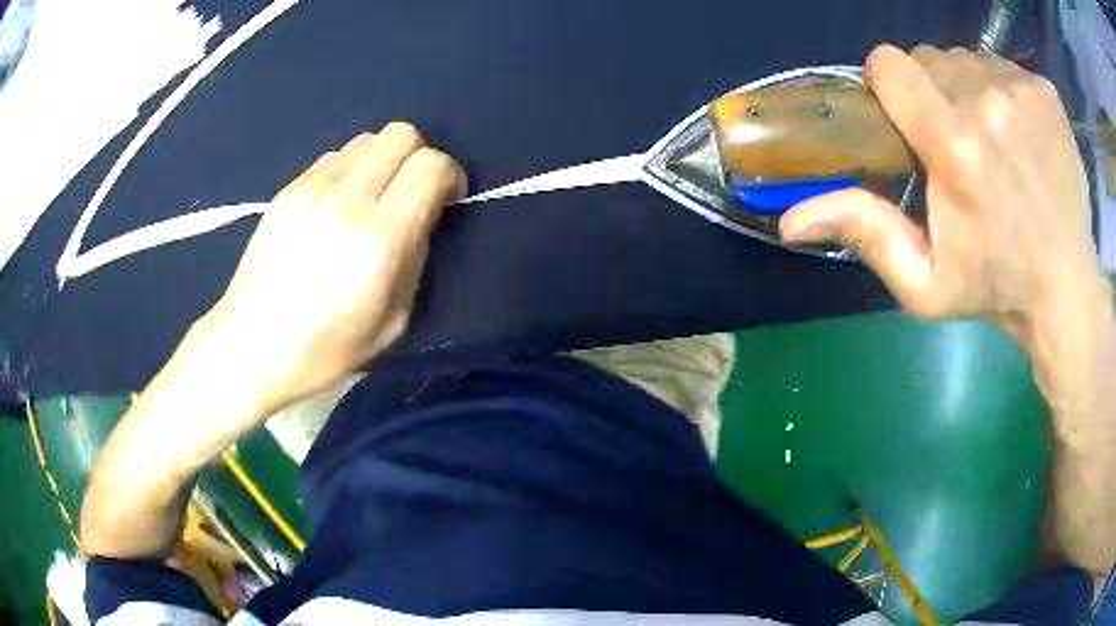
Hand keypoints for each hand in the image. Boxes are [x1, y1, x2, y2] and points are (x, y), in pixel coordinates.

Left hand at [202, 122, 465, 411]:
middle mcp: (347, 199)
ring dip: (383, 161)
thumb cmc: (326, 348)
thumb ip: (416, 257)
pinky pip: (334, 157)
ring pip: (367, 140)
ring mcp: (311, 189)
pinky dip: (350, 171)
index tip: (446, 199)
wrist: (252, 345)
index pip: (431, 166)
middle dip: (419, 156)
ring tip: (372, 198)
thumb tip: (421, 216)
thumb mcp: (393, 320)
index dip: (450, 175)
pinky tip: (338, 206)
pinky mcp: (288, 189)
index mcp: (380, 237)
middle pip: (402, 134)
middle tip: (412, 192)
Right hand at [780, 44, 1109, 344]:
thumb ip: (865, 233)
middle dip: (932, 92)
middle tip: (955, 143)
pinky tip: (1019, 134)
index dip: (888, 86)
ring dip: (967, 90)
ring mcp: (1021, 90)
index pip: (890, 64)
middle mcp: (987, 102)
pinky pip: (1003, 67)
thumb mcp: (924, 283)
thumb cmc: (995, 287)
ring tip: (990, 140)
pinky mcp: (1045, 91)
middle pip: (929, 59)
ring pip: (967, 60)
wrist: (1065, 290)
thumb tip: (791, 218)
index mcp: (955, 146)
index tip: (905, 117)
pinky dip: (1002, 91)